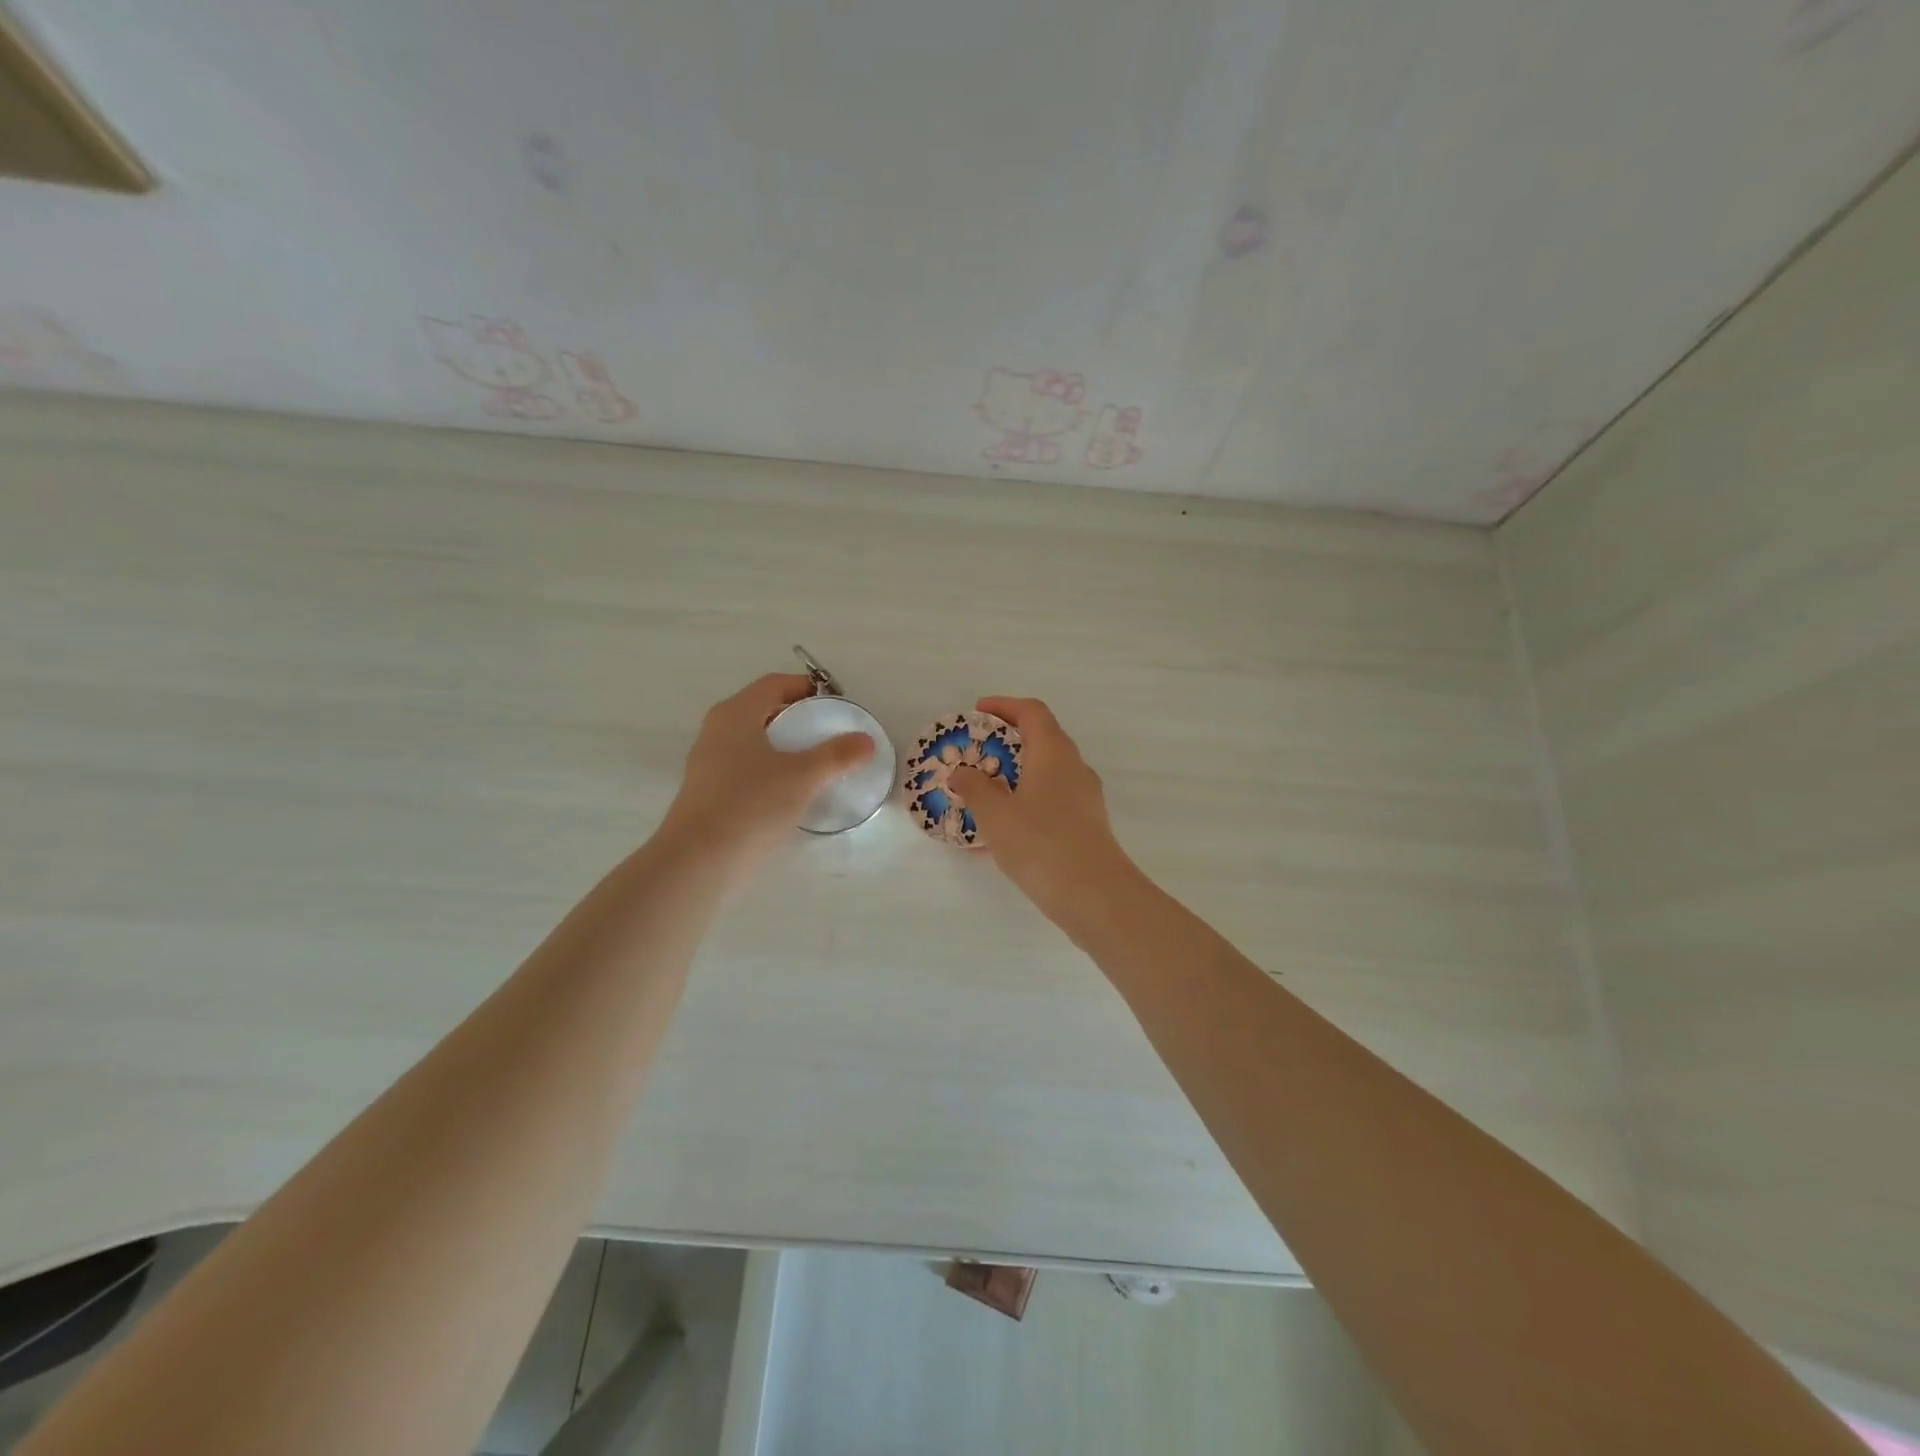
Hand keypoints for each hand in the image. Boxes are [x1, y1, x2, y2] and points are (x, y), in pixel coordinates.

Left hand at [662, 673, 874, 862]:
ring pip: (753, 741)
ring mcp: (707, 762)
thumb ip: (837, 755)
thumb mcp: (804, 776)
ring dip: (783, 746)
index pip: (774, 684)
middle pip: (762, 710)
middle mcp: (717, 730)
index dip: (805, 687)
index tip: (834, 703)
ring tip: (815, 763)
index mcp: (736, 713)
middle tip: (829, 732)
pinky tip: (789, 793)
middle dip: (797, 717)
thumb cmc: (752, 803)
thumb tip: (866, 741)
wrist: (699, 860)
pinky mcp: (707, 792)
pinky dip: (769, 769)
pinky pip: (744, 767)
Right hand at [947, 696, 1139, 927]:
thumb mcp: (995, 814)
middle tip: (976, 752)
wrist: (1094, 895)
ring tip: (984, 792)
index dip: (1004, 706)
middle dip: (1007, 741)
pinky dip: (1026, 801)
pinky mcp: (1087, 824)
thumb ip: (974, 787)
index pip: (1032, 712)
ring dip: (1016, 774)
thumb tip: (962, 772)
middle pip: (1042, 739)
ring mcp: (1085, 797)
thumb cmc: (1040, 844)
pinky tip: (1003, 830)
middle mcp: (1074, 767)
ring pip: (1047, 772)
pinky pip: (1052, 800)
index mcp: (1053, 752)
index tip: (977, 712)